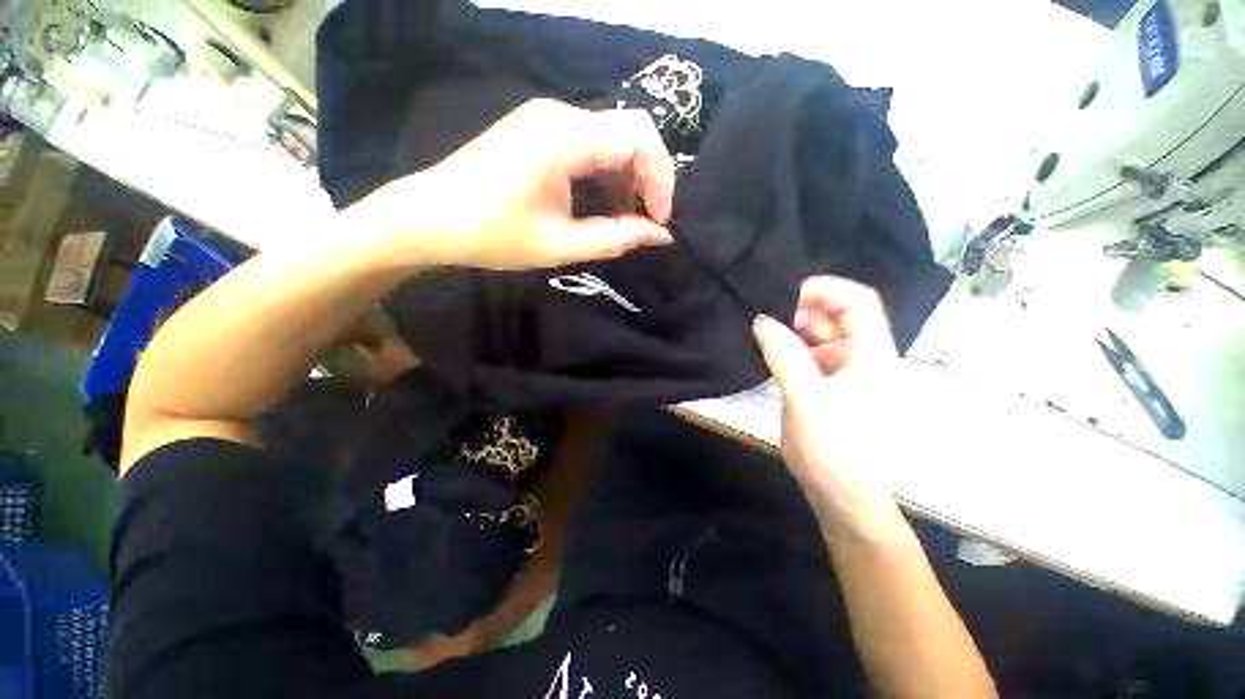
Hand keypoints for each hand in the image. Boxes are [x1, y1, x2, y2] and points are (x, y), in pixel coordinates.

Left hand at [357, 99, 675, 269]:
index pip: (640, 137)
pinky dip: (604, 178)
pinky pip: (588, 147)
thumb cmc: (492, 235)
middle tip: (645, 224)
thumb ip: (616, 239)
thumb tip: (661, 236)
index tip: (658, 221)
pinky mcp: (538, 132)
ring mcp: (546, 120)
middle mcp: (560, 115)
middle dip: (646, 181)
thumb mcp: (561, 245)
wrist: (429, 218)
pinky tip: (601, 207)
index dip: (660, 179)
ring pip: (609, 142)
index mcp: (565, 137)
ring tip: (624, 223)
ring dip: (625, 182)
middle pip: (629, 135)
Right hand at [751, 276, 899, 527]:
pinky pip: (805, 352)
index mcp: (870, 354)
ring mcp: (840, 370)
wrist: (841, 493)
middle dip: (804, 309)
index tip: (789, 293)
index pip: (859, 302)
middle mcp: (859, 355)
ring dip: (793, 328)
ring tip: (765, 331)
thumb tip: (762, 320)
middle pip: (837, 314)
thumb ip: (784, 356)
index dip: (828, 289)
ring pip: (818, 333)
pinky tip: (769, 349)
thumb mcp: (807, 400)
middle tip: (771, 317)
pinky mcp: (822, 383)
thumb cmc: (836, 448)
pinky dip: (788, 345)